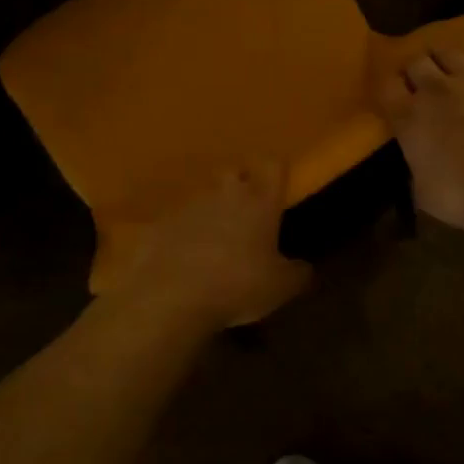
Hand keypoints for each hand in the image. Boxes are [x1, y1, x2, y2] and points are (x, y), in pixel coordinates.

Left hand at [105, 164, 311, 329]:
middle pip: (234, 172)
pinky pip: (175, 221)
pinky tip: (182, 258)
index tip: (279, 187)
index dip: (277, 172)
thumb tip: (304, 268)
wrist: (170, 297)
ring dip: (209, 211)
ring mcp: (187, 206)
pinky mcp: (158, 224)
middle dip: (240, 185)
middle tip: (246, 212)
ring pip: (203, 196)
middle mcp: (224, 193)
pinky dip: (181, 233)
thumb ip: (298, 273)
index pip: (273, 166)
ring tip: (212, 240)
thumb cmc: (237, 286)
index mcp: (260, 202)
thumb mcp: (281, 288)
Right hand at [382, 28, 463, 233]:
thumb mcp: (424, 192)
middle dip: (412, 69)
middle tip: (415, 78)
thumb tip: (419, 163)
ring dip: (439, 54)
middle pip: (415, 64)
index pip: (385, 87)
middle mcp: (434, 91)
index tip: (386, 89)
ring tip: (438, 59)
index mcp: (408, 119)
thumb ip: (416, 168)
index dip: (384, 84)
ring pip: (447, 52)